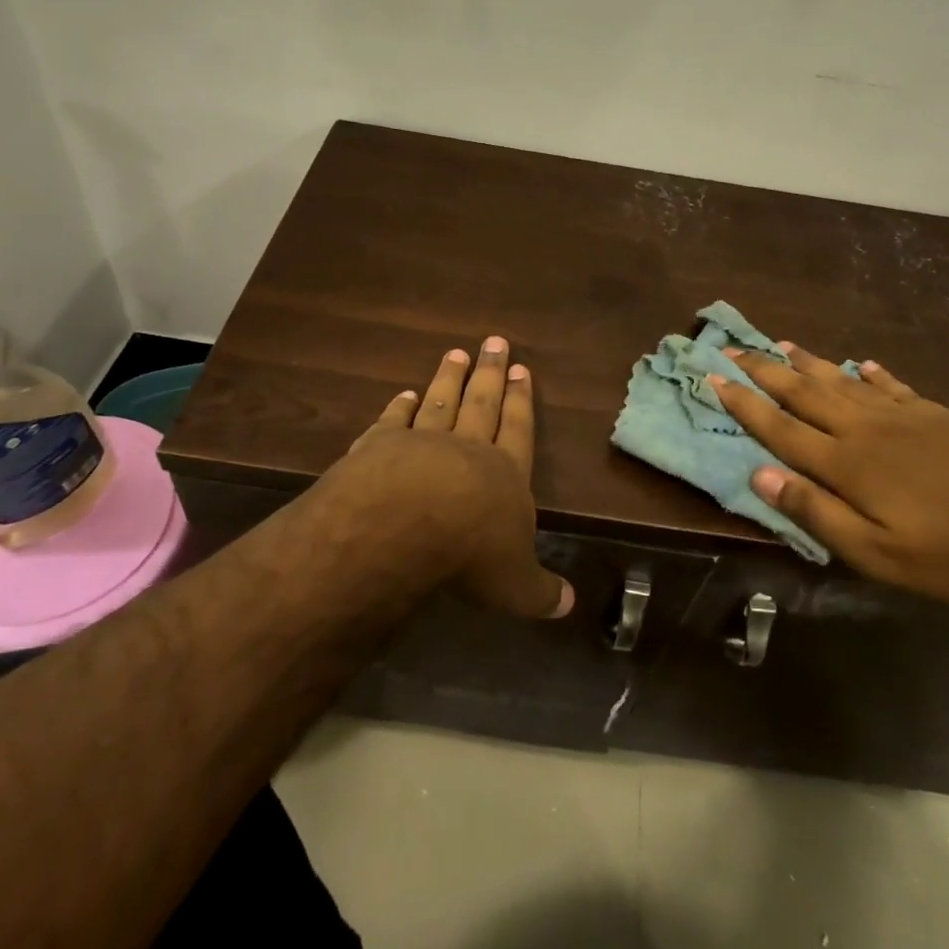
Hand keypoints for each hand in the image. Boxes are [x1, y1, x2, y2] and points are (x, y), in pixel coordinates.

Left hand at [318, 335, 572, 618]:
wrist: (404, 526)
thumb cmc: (471, 554)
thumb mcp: (515, 585)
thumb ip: (540, 592)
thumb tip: (568, 606)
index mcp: (505, 474)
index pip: (518, 429)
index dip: (521, 401)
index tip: (522, 369)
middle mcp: (467, 449)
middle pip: (482, 403)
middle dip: (490, 374)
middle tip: (494, 342)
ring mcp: (421, 443)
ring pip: (440, 403)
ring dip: (448, 379)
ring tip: (456, 353)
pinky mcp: (380, 447)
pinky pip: (393, 421)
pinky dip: (399, 407)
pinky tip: (403, 394)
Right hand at [709, 344, 948, 604]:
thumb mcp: (875, 554)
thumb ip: (815, 512)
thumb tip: (759, 475)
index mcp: (845, 463)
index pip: (779, 426)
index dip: (743, 403)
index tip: (713, 377)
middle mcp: (864, 428)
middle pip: (803, 392)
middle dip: (763, 370)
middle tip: (732, 347)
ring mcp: (901, 416)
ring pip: (841, 381)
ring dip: (807, 362)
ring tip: (781, 343)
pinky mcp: (934, 414)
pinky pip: (891, 385)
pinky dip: (871, 373)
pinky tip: (861, 364)